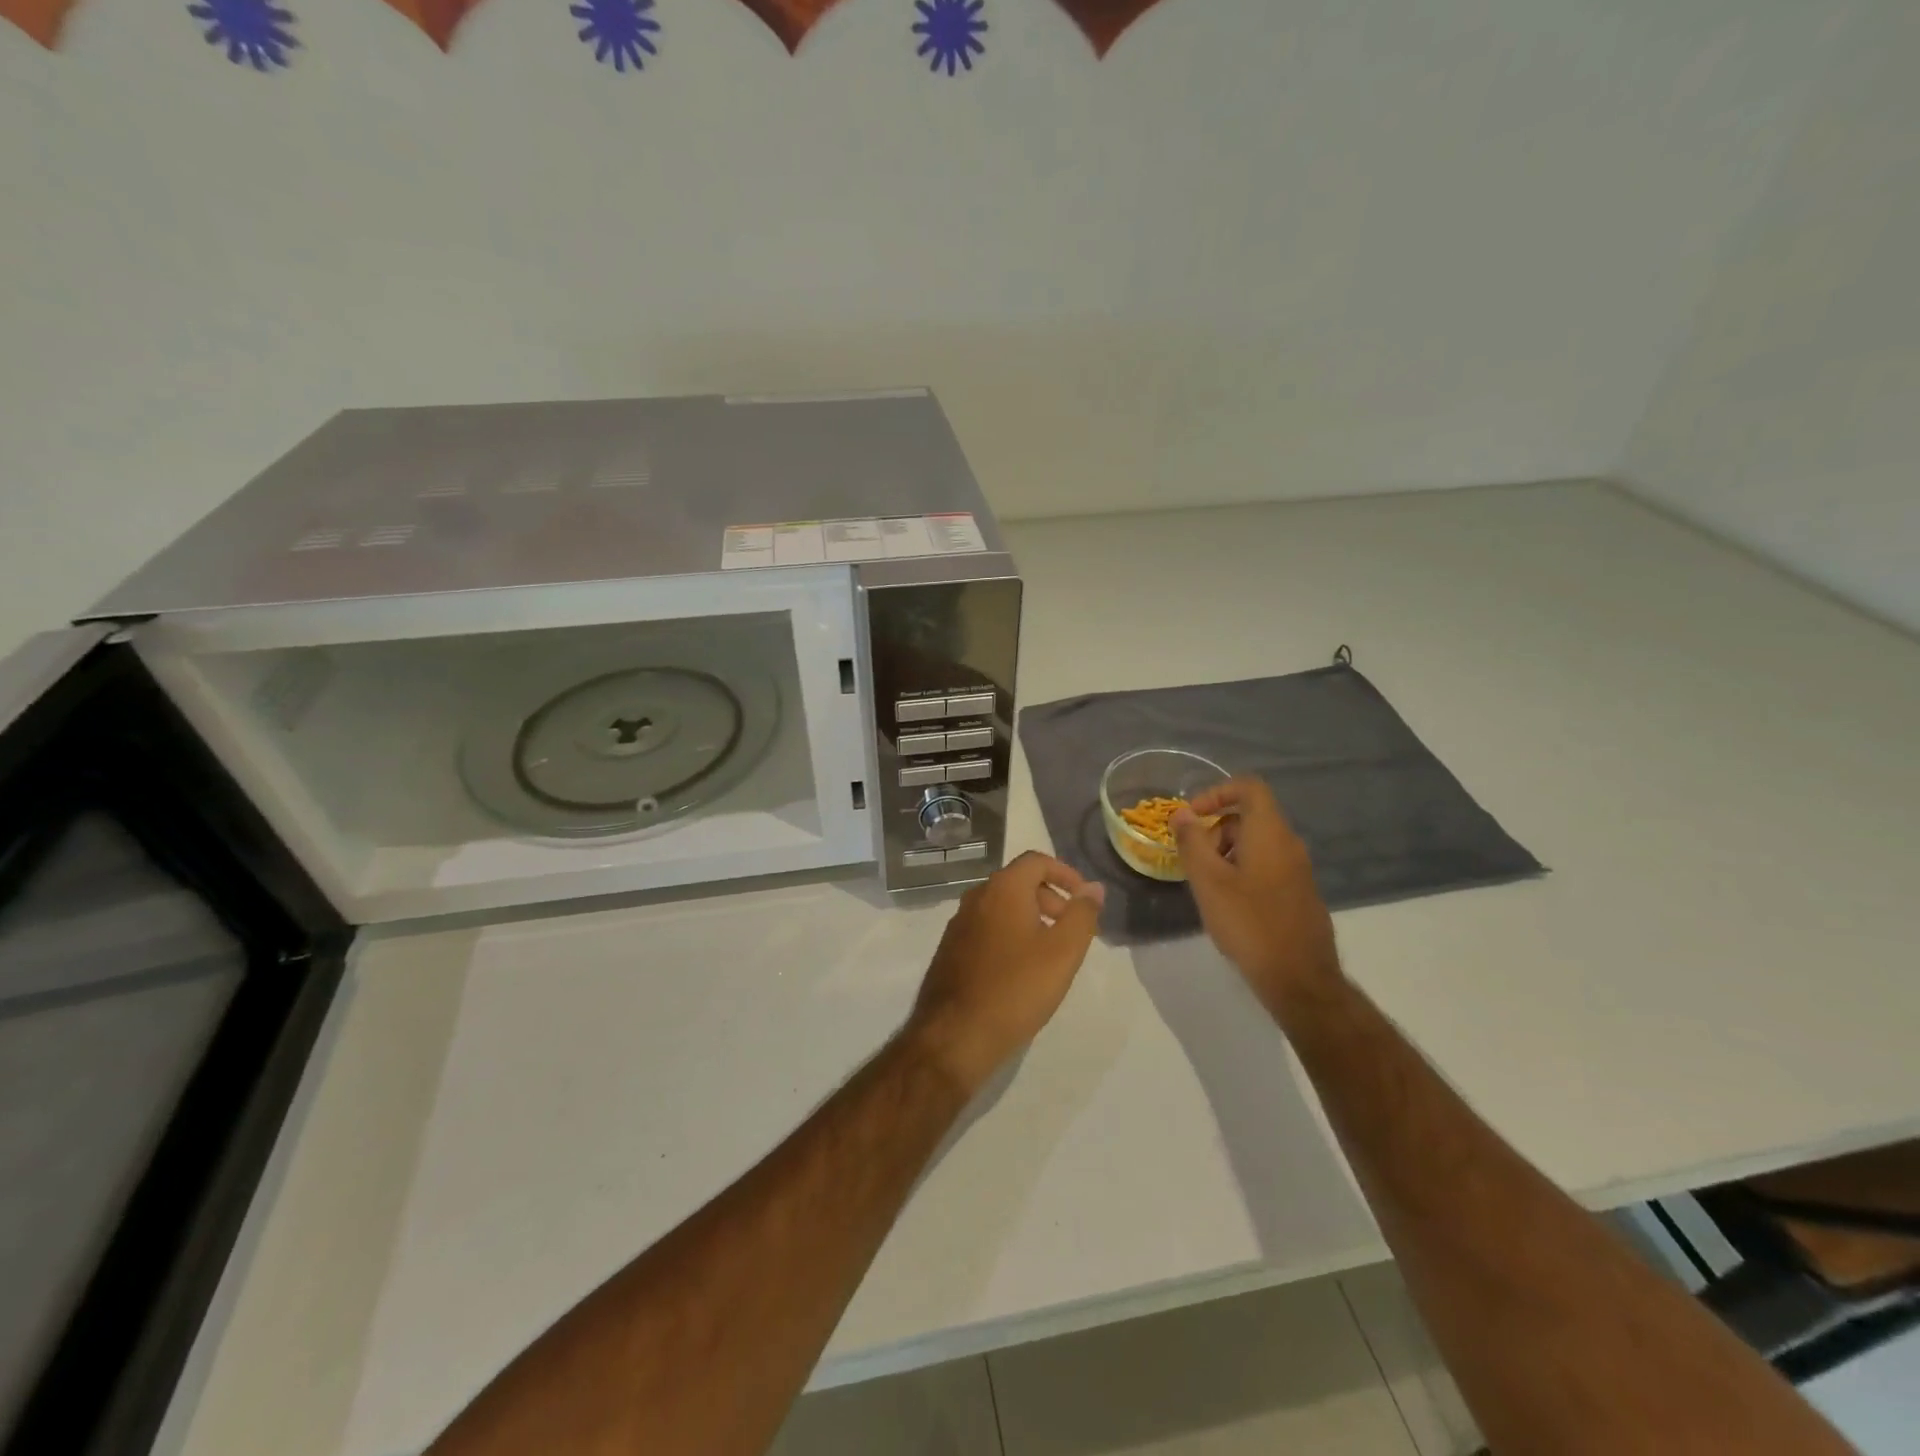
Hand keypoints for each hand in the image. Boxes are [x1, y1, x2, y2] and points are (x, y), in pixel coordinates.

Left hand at [904, 852, 1104, 1094]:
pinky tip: (1021, 970)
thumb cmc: (1016, 988)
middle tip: (1072, 928)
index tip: (1084, 899)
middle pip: (1019, 882)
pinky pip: (987, 928)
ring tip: (1051, 952)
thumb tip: (1094, 888)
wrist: (955, 1035)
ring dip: (1031, 917)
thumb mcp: (1063, 952)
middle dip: (1051, 897)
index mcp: (1002, 888)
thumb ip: (1082, 914)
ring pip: (1002, 906)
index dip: (1065, 873)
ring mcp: (959, 923)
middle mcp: (976, 897)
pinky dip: (1010, 934)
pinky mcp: (951, 949)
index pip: (1036, 861)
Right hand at [1172, 778, 1342, 1014]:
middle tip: (1194, 861)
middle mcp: (1289, 844)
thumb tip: (1181, 814)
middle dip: (1215, 830)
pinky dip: (1243, 871)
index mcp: (1270, 833)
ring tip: (1207, 887)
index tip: (1192, 817)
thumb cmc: (1249, 923)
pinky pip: (1267, 866)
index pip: (1249, 787)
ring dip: (1226, 854)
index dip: (1216, 792)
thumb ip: (1192, 842)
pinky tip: (1229, 905)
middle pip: (1250, 817)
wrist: (1300, 979)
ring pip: (1257, 844)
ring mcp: (1299, 870)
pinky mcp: (1300, 894)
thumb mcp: (1208, 881)